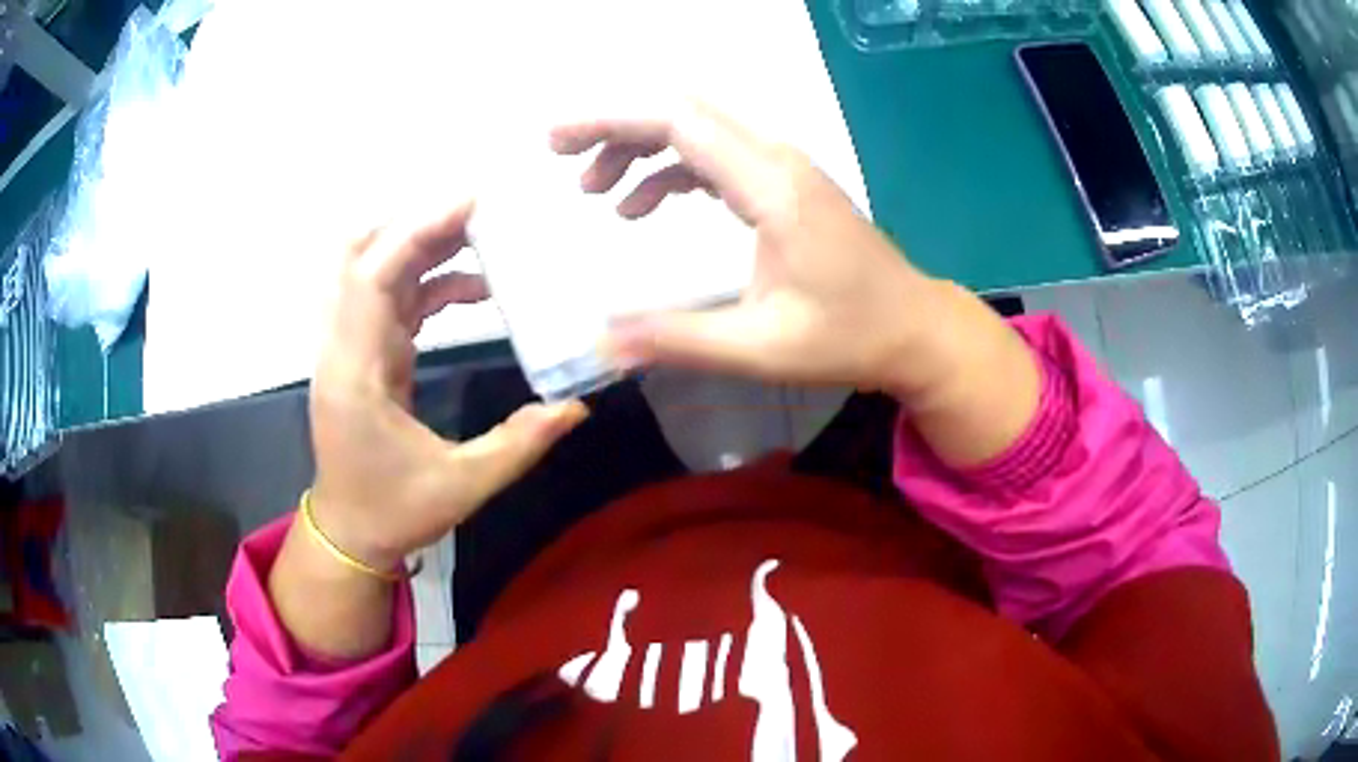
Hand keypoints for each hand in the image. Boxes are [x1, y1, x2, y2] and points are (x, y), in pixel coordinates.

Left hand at [308, 201, 587, 572]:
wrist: (349, 533)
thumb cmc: (394, 512)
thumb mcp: (462, 485)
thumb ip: (520, 442)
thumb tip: (578, 406)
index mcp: (357, 372)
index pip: (373, 277)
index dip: (416, 230)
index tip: (470, 201)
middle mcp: (345, 347)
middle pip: (362, 255)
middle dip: (415, 222)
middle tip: (477, 209)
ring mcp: (352, 347)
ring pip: (376, 269)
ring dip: (423, 244)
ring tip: (483, 233)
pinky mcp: (366, 354)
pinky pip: (393, 298)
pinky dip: (429, 279)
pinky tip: (474, 285)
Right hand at [549, 101, 949, 396]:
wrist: (915, 329)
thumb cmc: (851, 337)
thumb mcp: (761, 347)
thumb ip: (678, 340)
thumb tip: (602, 344)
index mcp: (771, 186)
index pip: (679, 122)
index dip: (611, 121)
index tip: (557, 140)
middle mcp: (777, 160)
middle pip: (684, 112)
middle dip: (615, 125)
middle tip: (561, 155)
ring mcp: (784, 169)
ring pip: (698, 129)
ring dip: (640, 148)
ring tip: (596, 192)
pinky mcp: (785, 185)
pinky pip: (715, 157)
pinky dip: (671, 170)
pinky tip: (645, 206)